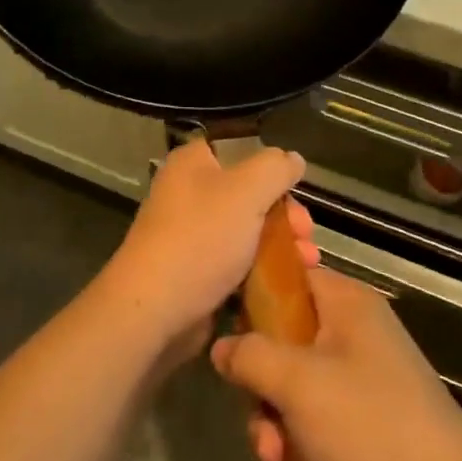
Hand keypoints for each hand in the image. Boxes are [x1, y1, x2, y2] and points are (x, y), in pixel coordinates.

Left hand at [100, 139, 315, 362]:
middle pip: (249, 194)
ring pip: (247, 231)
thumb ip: (275, 169)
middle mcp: (189, 193)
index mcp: (193, 163)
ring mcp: (191, 234)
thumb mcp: (246, 191)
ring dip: (281, 245)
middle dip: (285, 215)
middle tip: (306, 235)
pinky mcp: (196, 271)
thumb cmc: (201, 239)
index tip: (296, 190)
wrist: (154, 310)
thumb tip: (292, 159)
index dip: (271, 167)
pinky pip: (237, 263)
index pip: (238, 150)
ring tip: (308, 263)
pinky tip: (288, 282)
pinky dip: (262, 270)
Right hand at [211, 268, 461, 460]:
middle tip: (263, 431)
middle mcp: (353, 339)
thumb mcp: (299, 383)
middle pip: (282, 348)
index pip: (288, 278)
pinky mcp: (364, 436)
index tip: (225, 334)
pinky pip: (314, 438)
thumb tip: (222, 346)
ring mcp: (360, 390)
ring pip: (292, 400)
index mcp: (345, 306)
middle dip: (262, 398)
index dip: (252, 300)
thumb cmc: (371, 428)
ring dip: (275, 440)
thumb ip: (250, 356)